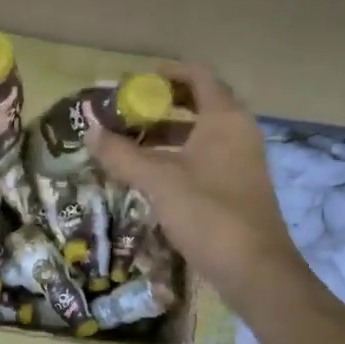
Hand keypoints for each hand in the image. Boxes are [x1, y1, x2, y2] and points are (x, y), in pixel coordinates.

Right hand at [87, 64, 313, 314]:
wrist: (256, 270)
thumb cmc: (208, 214)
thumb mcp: (158, 181)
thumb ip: (121, 153)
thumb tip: (89, 128)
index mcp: (224, 118)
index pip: (198, 75)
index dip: (166, 73)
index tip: (134, 81)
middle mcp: (238, 131)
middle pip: (199, 101)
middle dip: (161, 103)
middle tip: (126, 111)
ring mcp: (241, 159)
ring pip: (201, 132)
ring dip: (166, 131)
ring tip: (129, 142)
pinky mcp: (238, 185)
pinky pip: (205, 156)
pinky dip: (178, 154)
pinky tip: (151, 173)